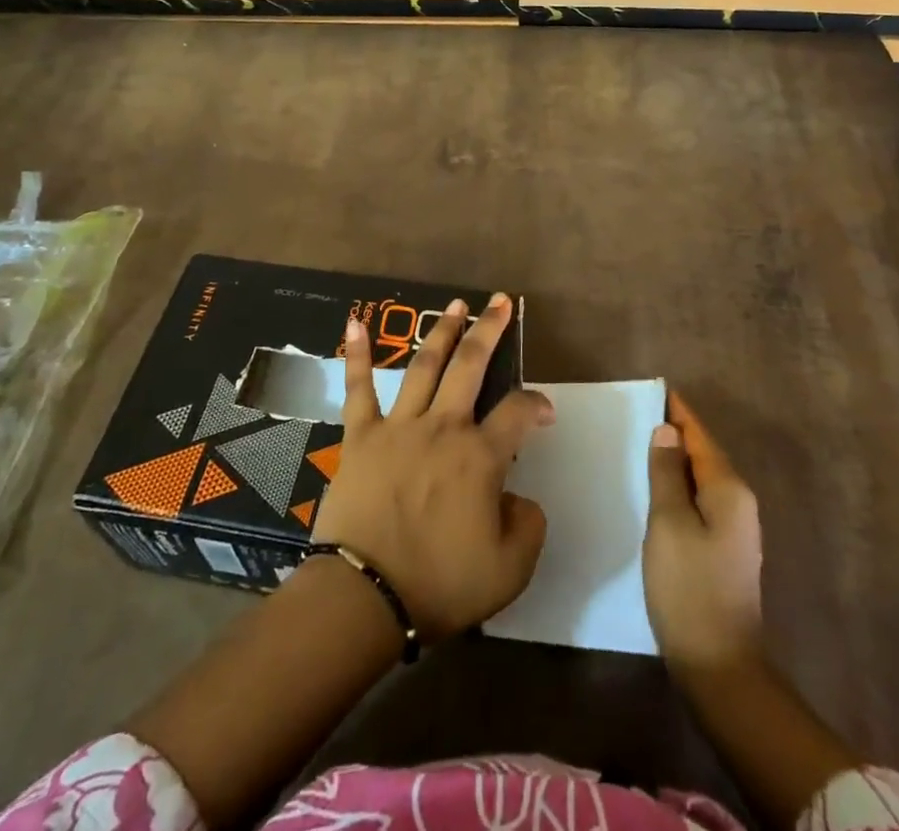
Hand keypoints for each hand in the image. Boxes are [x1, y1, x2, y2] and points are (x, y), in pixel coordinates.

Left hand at [311, 293, 553, 640]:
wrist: (366, 596)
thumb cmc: (440, 584)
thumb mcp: (509, 570)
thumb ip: (527, 526)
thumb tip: (519, 496)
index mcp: (480, 457)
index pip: (518, 412)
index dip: (536, 404)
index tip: (543, 410)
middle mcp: (443, 427)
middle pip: (471, 366)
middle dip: (489, 330)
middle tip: (501, 301)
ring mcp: (399, 426)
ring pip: (425, 366)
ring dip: (442, 331)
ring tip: (455, 304)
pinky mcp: (360, 435)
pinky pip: (359, 388)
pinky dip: (358, 355)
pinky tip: (355, 322)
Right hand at [645, 392, 764, 676]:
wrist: (719, 664)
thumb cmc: (689, 586)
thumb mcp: (669, 523)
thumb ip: (666, 472)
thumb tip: (667, 430)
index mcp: (729, 489)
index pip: (700, 436)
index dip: (678, 412)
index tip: (655, 388)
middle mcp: (739, 502)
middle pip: (704, 454)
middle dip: (676, 432)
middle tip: (639, 412)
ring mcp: (735, 528)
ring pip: (702, 478)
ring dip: (676, 459)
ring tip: (642, 442)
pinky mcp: (724, 549)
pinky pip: (700, 500)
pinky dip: (680, 485)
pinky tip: (657, 487)